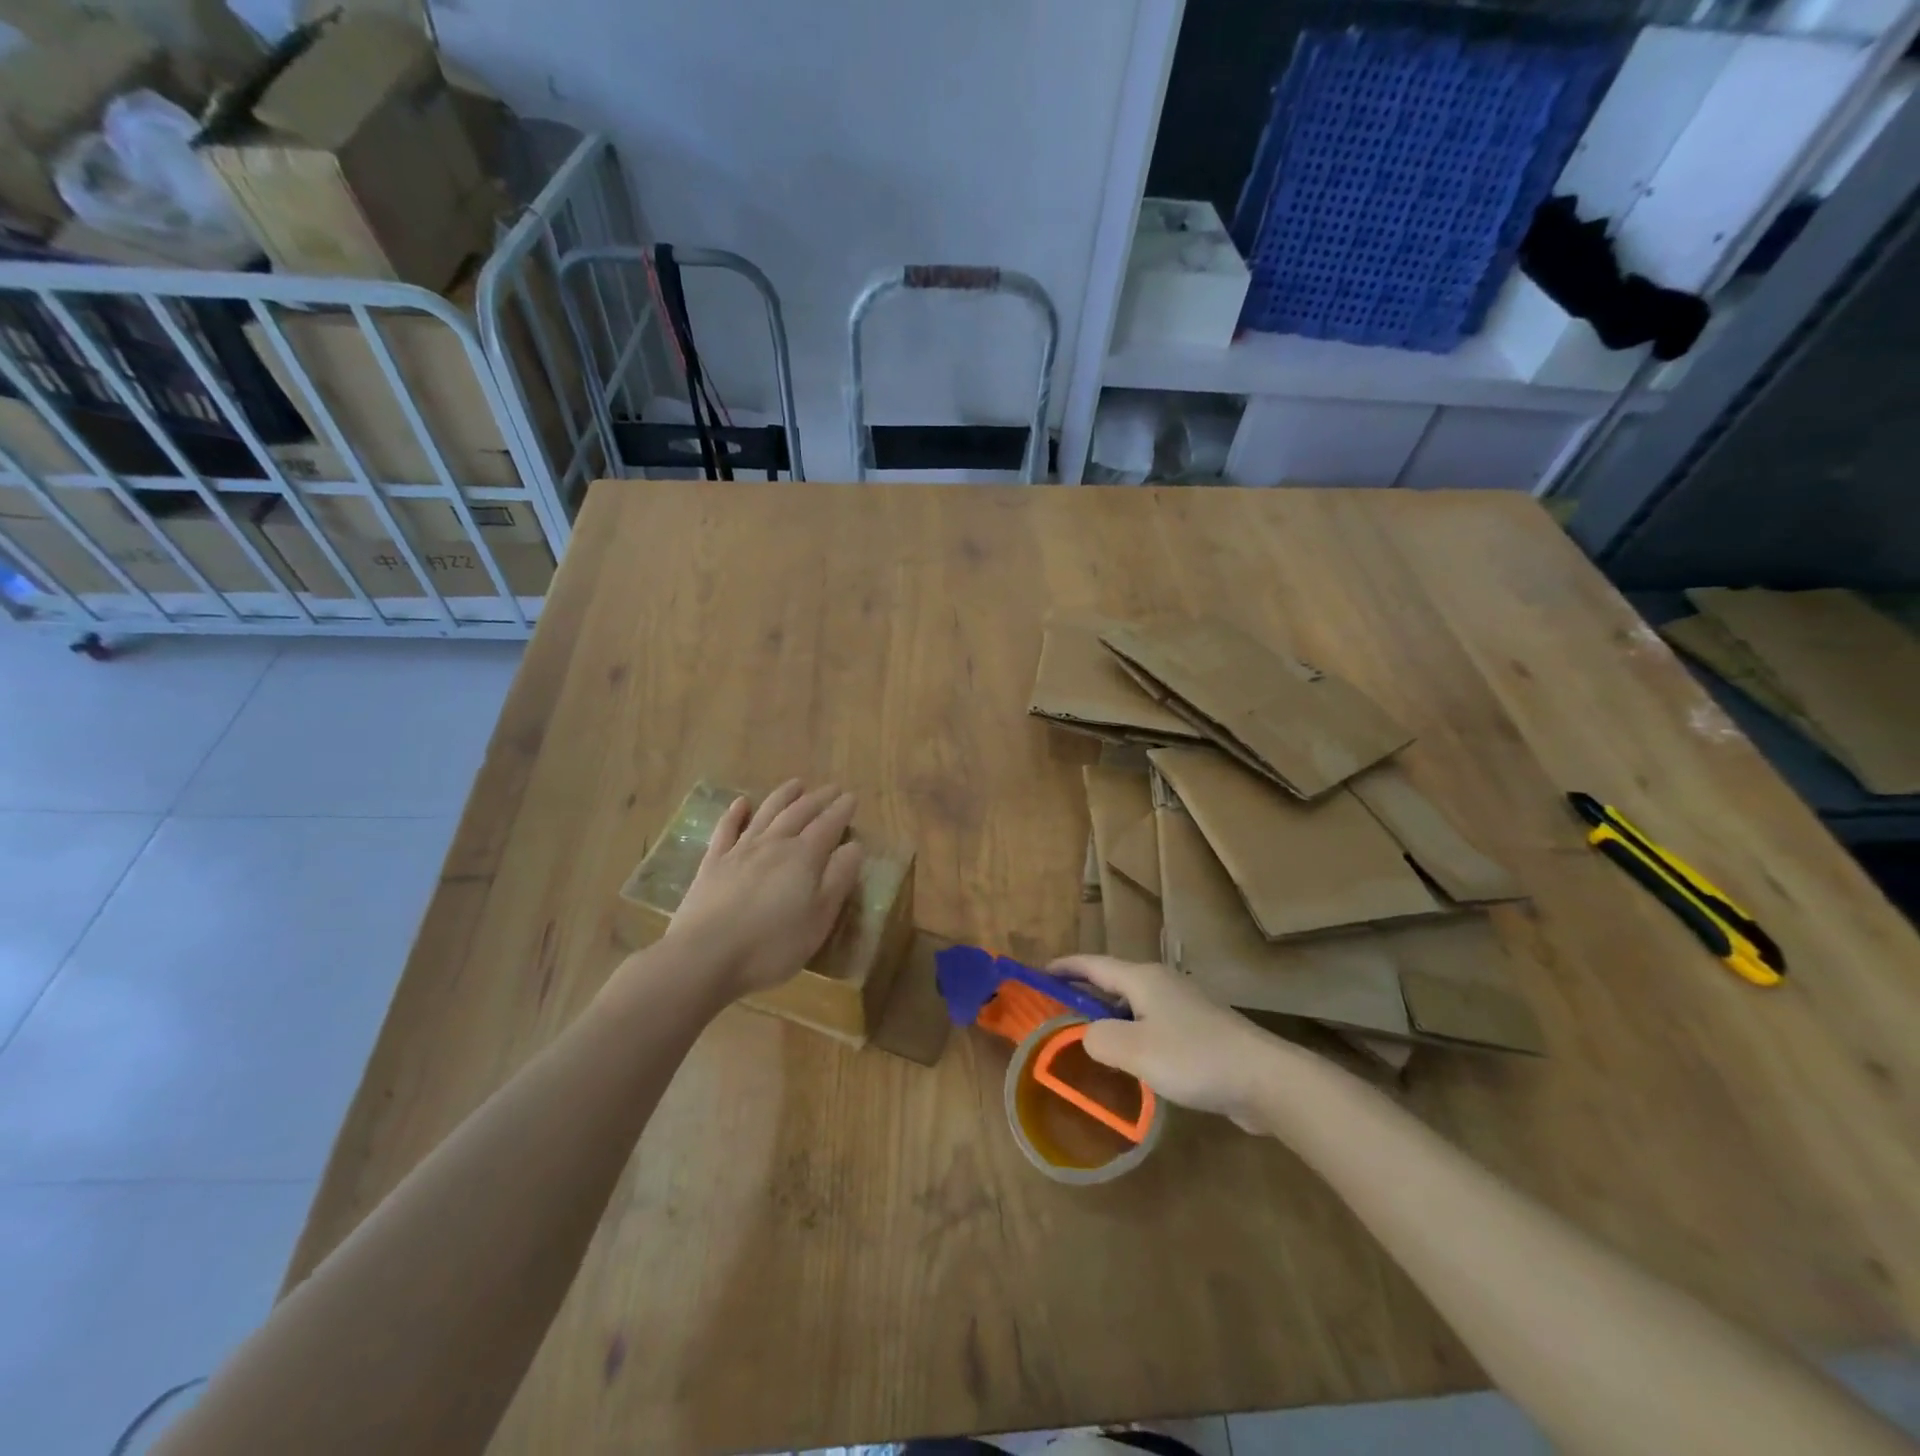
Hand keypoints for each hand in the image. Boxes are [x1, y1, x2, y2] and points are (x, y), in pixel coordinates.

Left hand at [664, 780, 864, 999]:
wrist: (704, 957)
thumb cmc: (772, 945)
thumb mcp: (820, 918)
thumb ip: (838, 878)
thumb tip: (854, 845)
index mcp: (804, 857)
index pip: (828, 825)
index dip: (841, 810)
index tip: (852, 797)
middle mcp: (774, 844)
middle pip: (799, 813)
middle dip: (818, 799)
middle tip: (832, 788)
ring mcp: (740, 851)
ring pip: (766, 813)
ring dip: (783, 796)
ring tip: (796, 784)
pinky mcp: (712, 863)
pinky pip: (726, 829)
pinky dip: (736, 813)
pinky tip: (742, 803)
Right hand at [1049, 954, 1281, 1130]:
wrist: (1265, 1079)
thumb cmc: (1194, 1057)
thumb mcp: (1134, 1050)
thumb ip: (1099, 1039)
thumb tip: (1088, 1036)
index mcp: (1143, 979)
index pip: (1093, 964)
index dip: (1065, 967)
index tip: (1040, 974)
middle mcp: (1162, 984)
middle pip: (1114, 982)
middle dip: (1085, 994)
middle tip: (1057, 1013)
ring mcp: (1185, 1007)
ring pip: (1135, 1006)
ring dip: (1110, 1018)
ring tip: (1088, 1039)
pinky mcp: (1201, 1031)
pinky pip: (1154, 1025)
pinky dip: (1134, 1035)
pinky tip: (1133, 1062)